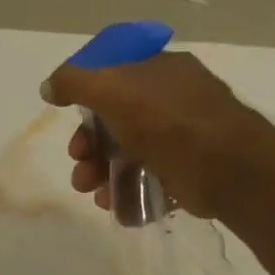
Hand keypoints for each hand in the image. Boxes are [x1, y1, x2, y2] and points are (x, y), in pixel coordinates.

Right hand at [40, 50, 263, 217]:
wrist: (225, 167)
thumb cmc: (167, 120)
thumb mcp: (111, 89)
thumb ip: (74, 82)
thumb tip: (48, 85)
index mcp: (160, 70)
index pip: (113, 78)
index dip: (86, 101)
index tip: (70, 123)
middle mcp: (172, 99)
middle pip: (116, 121)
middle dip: (89, 146)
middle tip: (79, 164)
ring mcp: (181, 137)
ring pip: (127, 153)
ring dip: (101, 173)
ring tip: (92, 192)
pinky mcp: (185, 171)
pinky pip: (146, 179)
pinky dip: (125, 192)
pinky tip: (113, 203)